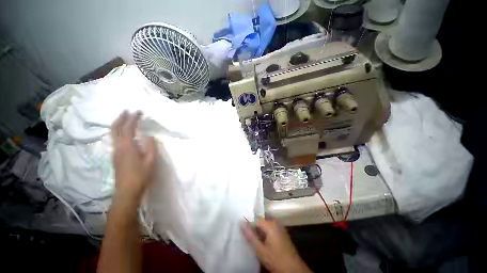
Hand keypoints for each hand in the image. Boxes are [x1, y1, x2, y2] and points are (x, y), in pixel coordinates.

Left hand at [111, 111, 156, 205]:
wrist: (127, 191)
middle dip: (121, 118)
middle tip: (126, 111)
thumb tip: (150, 136)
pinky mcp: (115, 156)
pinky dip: (119, 132)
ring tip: (125, 119)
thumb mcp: (150, 161)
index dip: (133, 119)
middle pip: (116, 129)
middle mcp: (118, 147)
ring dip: (118, 124)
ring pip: (113, 134)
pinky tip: (124, 133)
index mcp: (127, 147)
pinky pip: (115, 139)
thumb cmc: (141, 175)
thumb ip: (151, 147)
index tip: (139, 111)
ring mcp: (115, 152)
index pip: (129, 128)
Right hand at [242, 218, 311, 272]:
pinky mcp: (281, 232)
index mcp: (270, 224)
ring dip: (259, 231)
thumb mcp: (260, 250)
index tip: (242, 231)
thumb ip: (250, 235)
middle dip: (254, 228)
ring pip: (265, 225)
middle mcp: (275, 222)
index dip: (248, 225)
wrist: (293, 269)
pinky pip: (270, 228)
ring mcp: (279, 227)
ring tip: (253, 239)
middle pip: (260, 221)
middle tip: (247, 236)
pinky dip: (265, 233)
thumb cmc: (276, 259)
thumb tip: (241, 222)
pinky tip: (262, 241)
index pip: (255, 219)